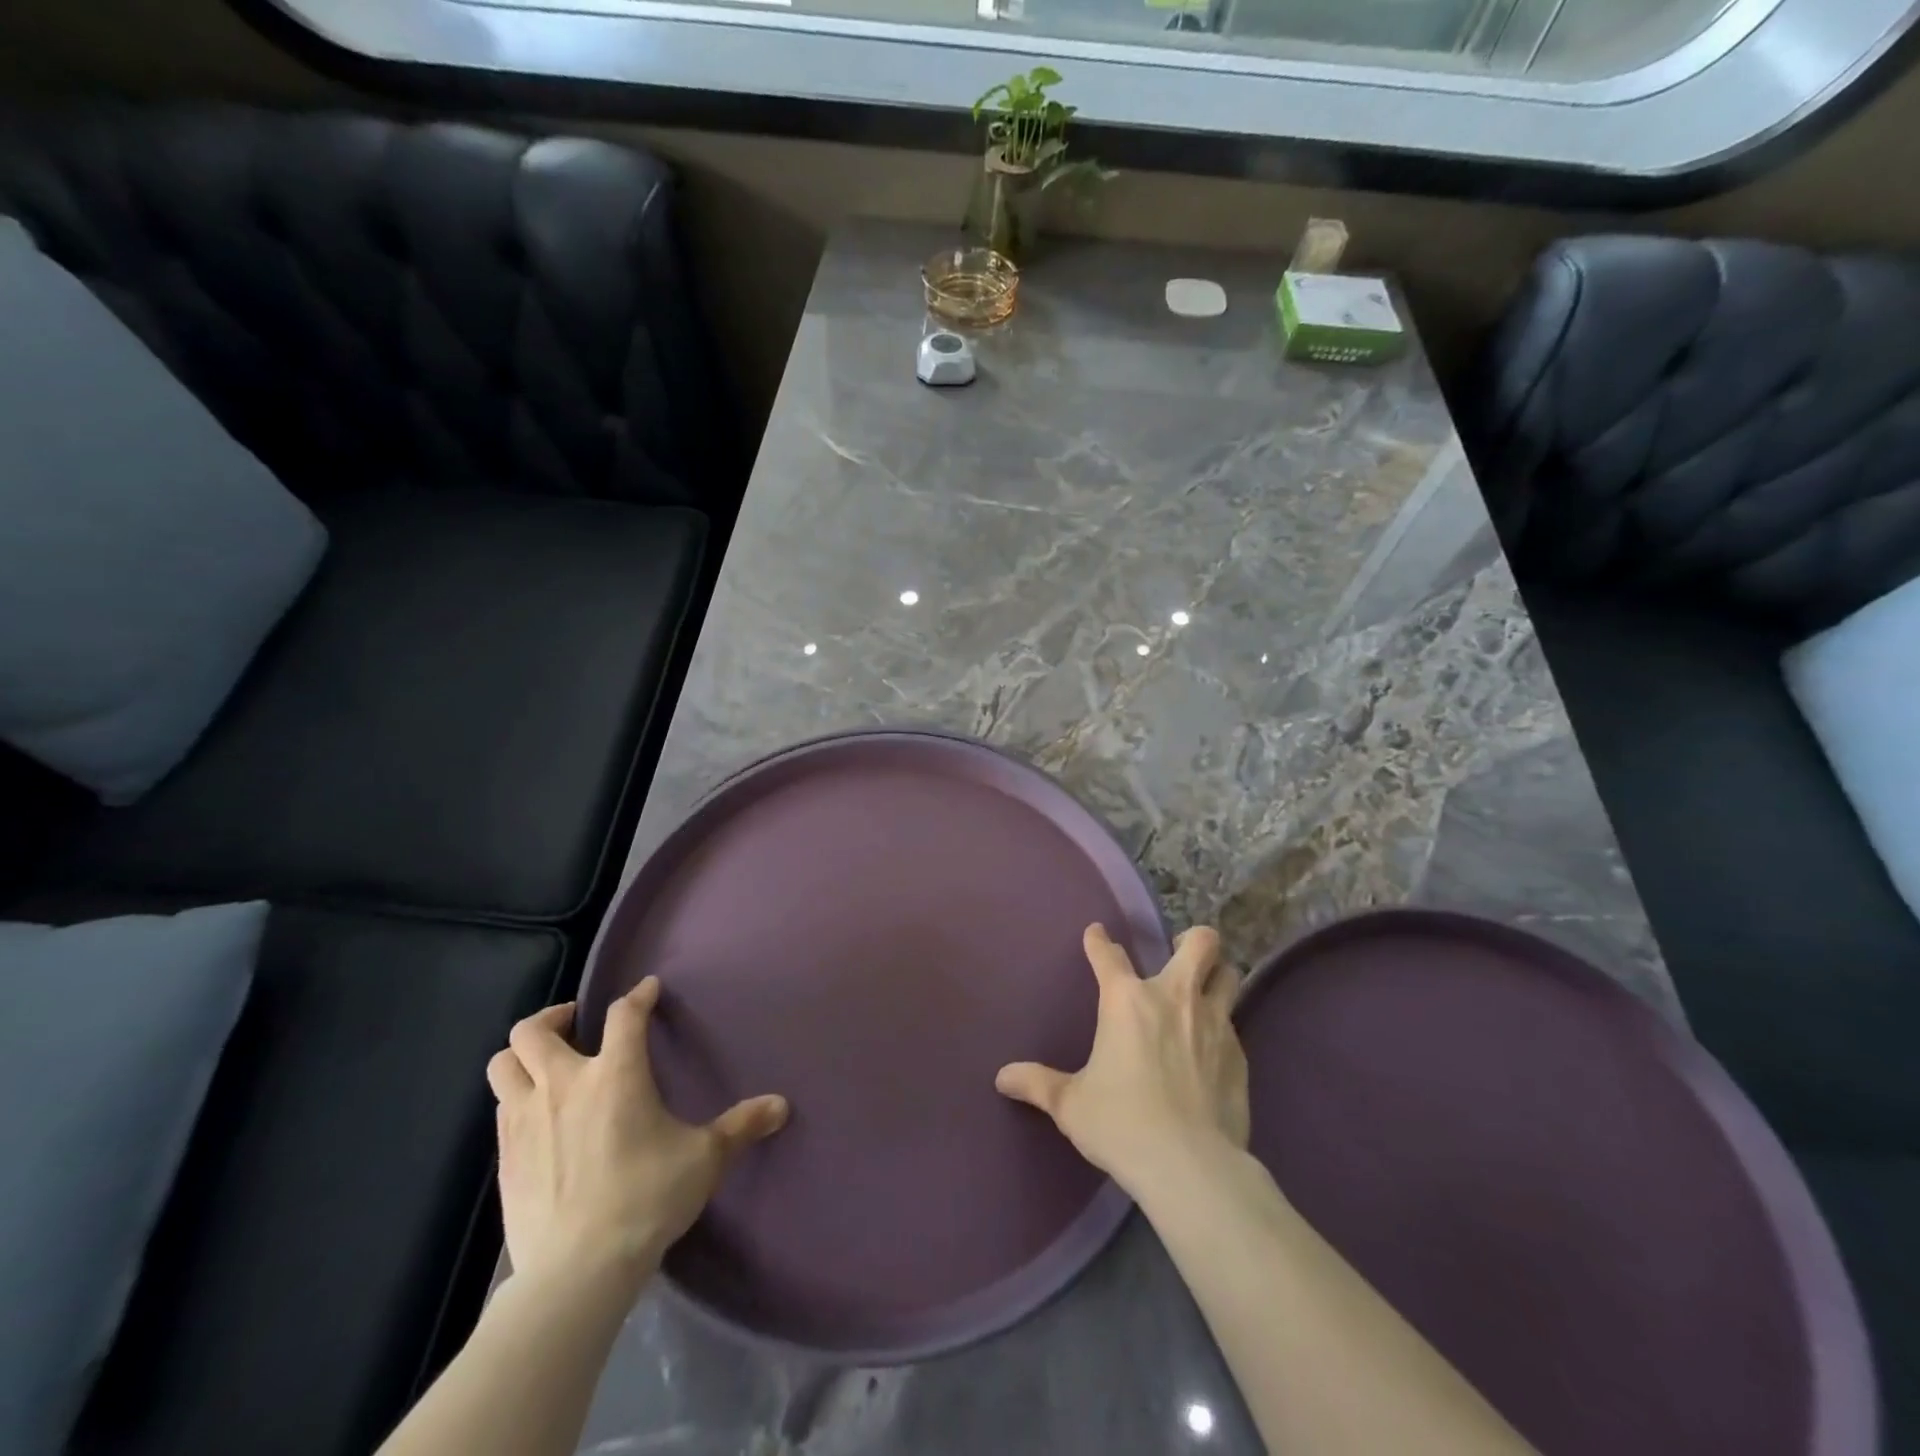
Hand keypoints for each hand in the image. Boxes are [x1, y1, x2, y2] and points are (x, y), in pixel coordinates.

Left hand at [486, 977, 788, 1296]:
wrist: (577, 1272)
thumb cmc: (647, 1199)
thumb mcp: (704, 1159)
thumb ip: (741, 1126)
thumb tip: (782, 1106)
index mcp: (615, 1074)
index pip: (624, 1015)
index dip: (638, 996)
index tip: (648, 990)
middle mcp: (564, 1085)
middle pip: (534, 1031)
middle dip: (555, 1017)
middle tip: (577, 1024)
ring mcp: (525, 1121)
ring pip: (503, 1064)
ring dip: (523, 1056)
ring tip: (548, 1064)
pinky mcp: (505, 1158)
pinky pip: (501, 1108)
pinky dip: (517, 1098)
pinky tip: (540, 1116)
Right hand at [996, 924, 1246, 1197]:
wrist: (1190, 1165)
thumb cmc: (1121, 1124)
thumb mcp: (1071, 1105)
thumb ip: (1037, 1084)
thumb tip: (1002, 1077)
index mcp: (1127, 1000)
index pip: (1109, 955)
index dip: (1099, 941)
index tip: (1097, 933)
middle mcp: (1174, 997)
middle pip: (1200, 943)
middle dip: (1192, 939)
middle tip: (1177, 953)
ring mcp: (1213, 1023)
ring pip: (1229, 975)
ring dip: (1217, 975)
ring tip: (1204, 988)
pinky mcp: (1239, 1055)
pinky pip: (1233, 1024)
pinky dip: (1221, 1027)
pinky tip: (1211, 1050)